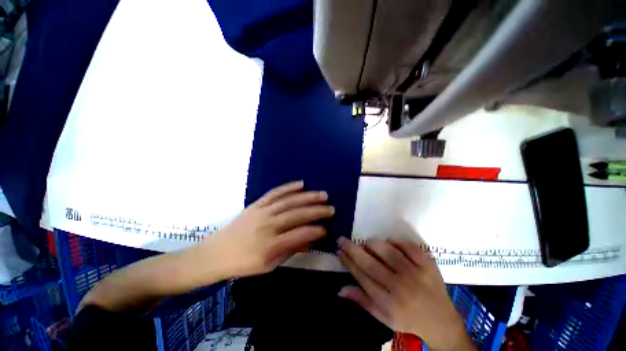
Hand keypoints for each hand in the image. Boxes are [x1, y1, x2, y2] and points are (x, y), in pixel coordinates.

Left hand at [206, 181, 333, 276]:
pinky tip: (300, 184)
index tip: (327, 229)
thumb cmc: (244, 264)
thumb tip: (309, 240)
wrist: (216, 253)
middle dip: (317, 211)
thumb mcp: (269, 265)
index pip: (299, 235)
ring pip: (289, 201)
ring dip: (307, 197)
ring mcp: (262, 212)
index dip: (316, 231)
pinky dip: (288, 187)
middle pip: (297, 215)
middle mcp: (268, 225)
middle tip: (331, 208)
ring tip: (322, 194)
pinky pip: (275, 193)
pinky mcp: (256, 204)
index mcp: (270, 245)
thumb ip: (290, 250)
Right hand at [337, 237, 475, 350]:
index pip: (361, 276)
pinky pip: (408, 246)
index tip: (339, 250)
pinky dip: (396, 241)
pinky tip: (389, 242)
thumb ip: (362, 301)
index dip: (348, 261)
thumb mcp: (383, 317)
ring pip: (387, 251)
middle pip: (370, 263)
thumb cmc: (408, 321)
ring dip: (373, 244)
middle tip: (342, 239)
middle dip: (352, 249)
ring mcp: (416, 274)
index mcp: (388, 303)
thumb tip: (340, 289)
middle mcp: (400, 287)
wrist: (442, 324)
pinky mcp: (428, 264)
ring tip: (366, 243)